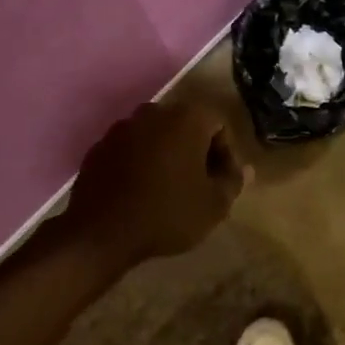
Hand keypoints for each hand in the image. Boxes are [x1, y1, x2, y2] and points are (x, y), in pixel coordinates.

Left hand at [62, 100, 246, 271]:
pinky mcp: (100, 145)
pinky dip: (140, 162)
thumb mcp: (214, 205)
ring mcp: (123, 126)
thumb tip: (244, 168)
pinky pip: (131, 148)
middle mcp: (155, 111)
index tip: (220, 182)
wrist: (100, 233)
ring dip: (166, 155)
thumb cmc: (167, 214)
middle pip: (186, 125)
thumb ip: (233, 181)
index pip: (218, 125)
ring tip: (168, 188)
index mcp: (187, 118)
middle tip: (197, 184)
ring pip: (157, 135)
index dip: (224, 154)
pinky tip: (139, 191)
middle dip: (195, 151)